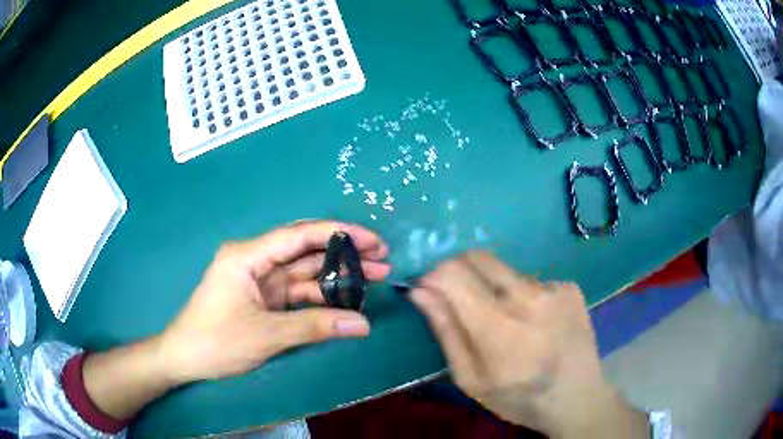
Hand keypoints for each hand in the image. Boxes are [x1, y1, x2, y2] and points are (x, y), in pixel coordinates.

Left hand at [159, 221, 390, 382]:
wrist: (184, 359)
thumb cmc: (216, 342)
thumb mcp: (266, 335)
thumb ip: (315, 327)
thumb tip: (363, 325)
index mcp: (248, 256)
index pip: (299, 236)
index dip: (339, 233)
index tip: (372, 240)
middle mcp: (255, 261)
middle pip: (306, 250)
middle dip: (344, 252)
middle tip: (382, 257)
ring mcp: (260, 281)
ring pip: (305, 272)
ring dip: (337, 275)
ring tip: (376, 276)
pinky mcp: (264, 299)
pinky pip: (298, 292)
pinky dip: (322, 297)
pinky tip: (347, 299)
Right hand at [410, 251, 648, 437]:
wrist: (577, 397)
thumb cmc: (518, 397)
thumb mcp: (471, 378)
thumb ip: (446, 332)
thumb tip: (421, 292)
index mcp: (497, 326)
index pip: (453, 273)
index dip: (434, 276)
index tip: (429, 291)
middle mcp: (527, 296)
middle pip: (477, 258)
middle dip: (458, 272)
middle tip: (461, 301)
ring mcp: (553, 288)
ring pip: (506, 272)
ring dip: (494, 288)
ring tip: (507, 322)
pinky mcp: (569, 287)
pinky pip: (533, 281)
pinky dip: (524, 296)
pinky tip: (535, 323)